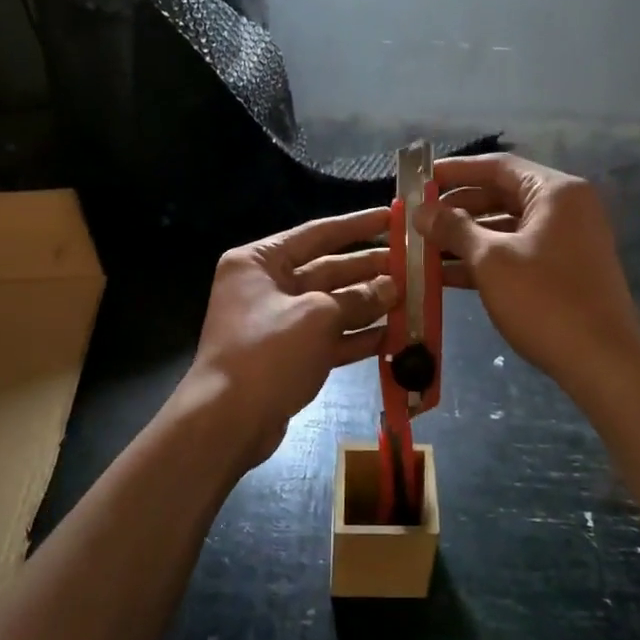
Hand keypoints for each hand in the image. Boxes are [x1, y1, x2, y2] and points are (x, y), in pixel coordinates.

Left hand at [185, 206, 395, 469]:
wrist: (228, 422)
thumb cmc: (268, 353)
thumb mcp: (317, 317)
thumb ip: (358, 298)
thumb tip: (391, 287)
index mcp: (260, 262)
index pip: (316, 233)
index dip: (357, 225)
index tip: (392, 217)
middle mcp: (266, 286)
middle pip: (327, 270)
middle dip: (369, 270)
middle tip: (412, 265)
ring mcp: (278, 324)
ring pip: (332, 306)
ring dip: (369, 305)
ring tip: (411, 299)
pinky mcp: (288, 357)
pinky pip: (329, 338)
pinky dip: (357, 337)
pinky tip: (394, 336)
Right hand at [418, 154, 639, 399]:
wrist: (603, 363)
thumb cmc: (545, 300)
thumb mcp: (491, 261)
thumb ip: (454, 229)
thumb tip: (421, 210)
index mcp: (555, 192)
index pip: (498, 166)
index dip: (455, 171)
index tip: (420, 179)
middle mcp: (566, 208)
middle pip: (502, 195)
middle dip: (457, 208)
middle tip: (417, 218)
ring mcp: (567, 241)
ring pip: (507, 228)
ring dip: (466, 238)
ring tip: (423, 248)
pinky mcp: (564, 271)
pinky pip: (517, 253)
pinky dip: (485, 260)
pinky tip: (446, 275)